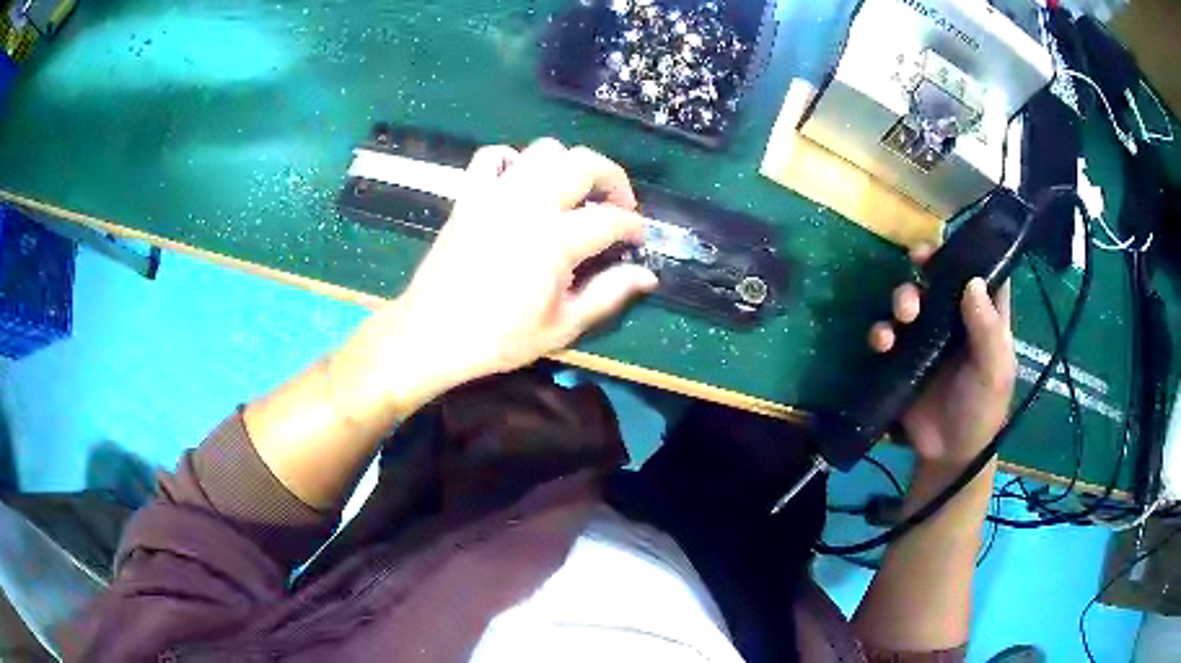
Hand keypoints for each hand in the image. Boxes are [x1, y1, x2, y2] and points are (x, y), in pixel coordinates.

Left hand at [338, 139, 657, 420]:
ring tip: (573, 192)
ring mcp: (495, 194)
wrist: (431, 334)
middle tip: (617, 204)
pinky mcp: (469, 196)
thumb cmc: (498, 338)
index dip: (633, 226)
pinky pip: (492, 157)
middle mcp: (529, 204)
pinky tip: (520, 183)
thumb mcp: (561, 326)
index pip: (610, 219)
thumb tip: (647, 276)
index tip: (638, 238)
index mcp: (556, 240)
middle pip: (584, 163)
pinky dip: (513, 161)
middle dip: (612, 178)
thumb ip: (608, 295)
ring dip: (568, 165)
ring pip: (543, 151)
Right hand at [868, 245, 1016, 468]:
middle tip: (919, 265)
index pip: (982, 274)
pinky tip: (882, 343)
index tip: (952, 242)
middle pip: (940, 278)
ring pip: (911, 299)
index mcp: (984, 318)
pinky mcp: (903, 356)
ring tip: (902, 316)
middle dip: (926, 266)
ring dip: (902, 297)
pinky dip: (881, 331)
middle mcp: (955, 319)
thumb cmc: (981, 410)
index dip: (970, 253)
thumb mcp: (994, 372)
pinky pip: (888, 333)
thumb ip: (988, 330)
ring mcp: (927, 337)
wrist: (948, 455)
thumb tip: (972, 282)